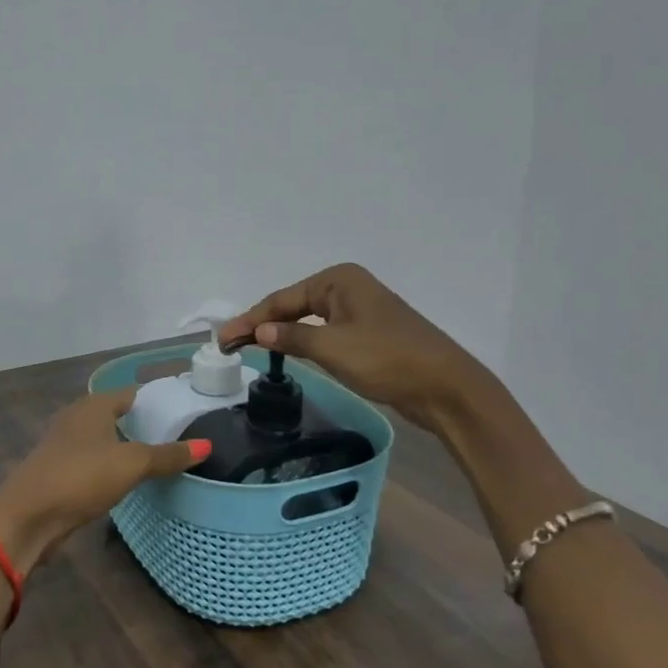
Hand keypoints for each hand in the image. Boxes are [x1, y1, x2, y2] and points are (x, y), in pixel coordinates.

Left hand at [0, 386, 207, 572]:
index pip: (129, 393)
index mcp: (92, 406)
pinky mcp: (57, 471)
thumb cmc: (81, 477)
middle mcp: (75, 418)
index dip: (155, 399)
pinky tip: (122, 479)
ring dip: (122, 445)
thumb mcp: (131, 465)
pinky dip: (108, 464)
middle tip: (175, 435)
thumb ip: (167, 455)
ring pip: (101, 438)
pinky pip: (91, 460)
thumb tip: (207, 445)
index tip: (181, 410)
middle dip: (140, 422)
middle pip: (113, 414)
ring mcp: (62, 445)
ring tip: (154, 457)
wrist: (27, 517)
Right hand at [220, 263, 484, 425]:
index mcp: (338, 280)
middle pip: (292, 306)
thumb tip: (258, 332)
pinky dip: (302, 342)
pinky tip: (286, 352)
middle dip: (261, 325)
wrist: (445, 387)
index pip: (282, 299)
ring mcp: (359, 310)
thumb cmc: (387, 359)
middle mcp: (347, 288)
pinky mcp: (367, 333)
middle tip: (229, 345)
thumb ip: (291, 337)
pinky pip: (323, 333)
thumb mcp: (332, 348)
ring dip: (280, 334)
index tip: (222, 340)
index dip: (249, 320)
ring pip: (308, 320)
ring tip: (248, 348)